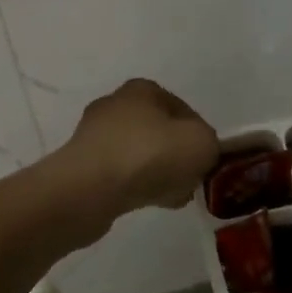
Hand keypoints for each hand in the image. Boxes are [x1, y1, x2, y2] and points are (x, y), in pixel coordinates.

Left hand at [59, 79, 218, 221]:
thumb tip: (199, 153)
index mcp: (142, 89)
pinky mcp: (82, 164)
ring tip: (168, 197)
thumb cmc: (149, 155)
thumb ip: (210, 143)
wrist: (89, 189)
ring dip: (157, 174)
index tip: (205, 163)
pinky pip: (119, 175)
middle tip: (188, 182)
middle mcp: (115, 105)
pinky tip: (143, 203)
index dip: (200, 137)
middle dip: (177, 158)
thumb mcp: (201, 143)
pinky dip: (133, 186)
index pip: (183, 111)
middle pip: (160, 133)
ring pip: (140, 155)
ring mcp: (94, 135)